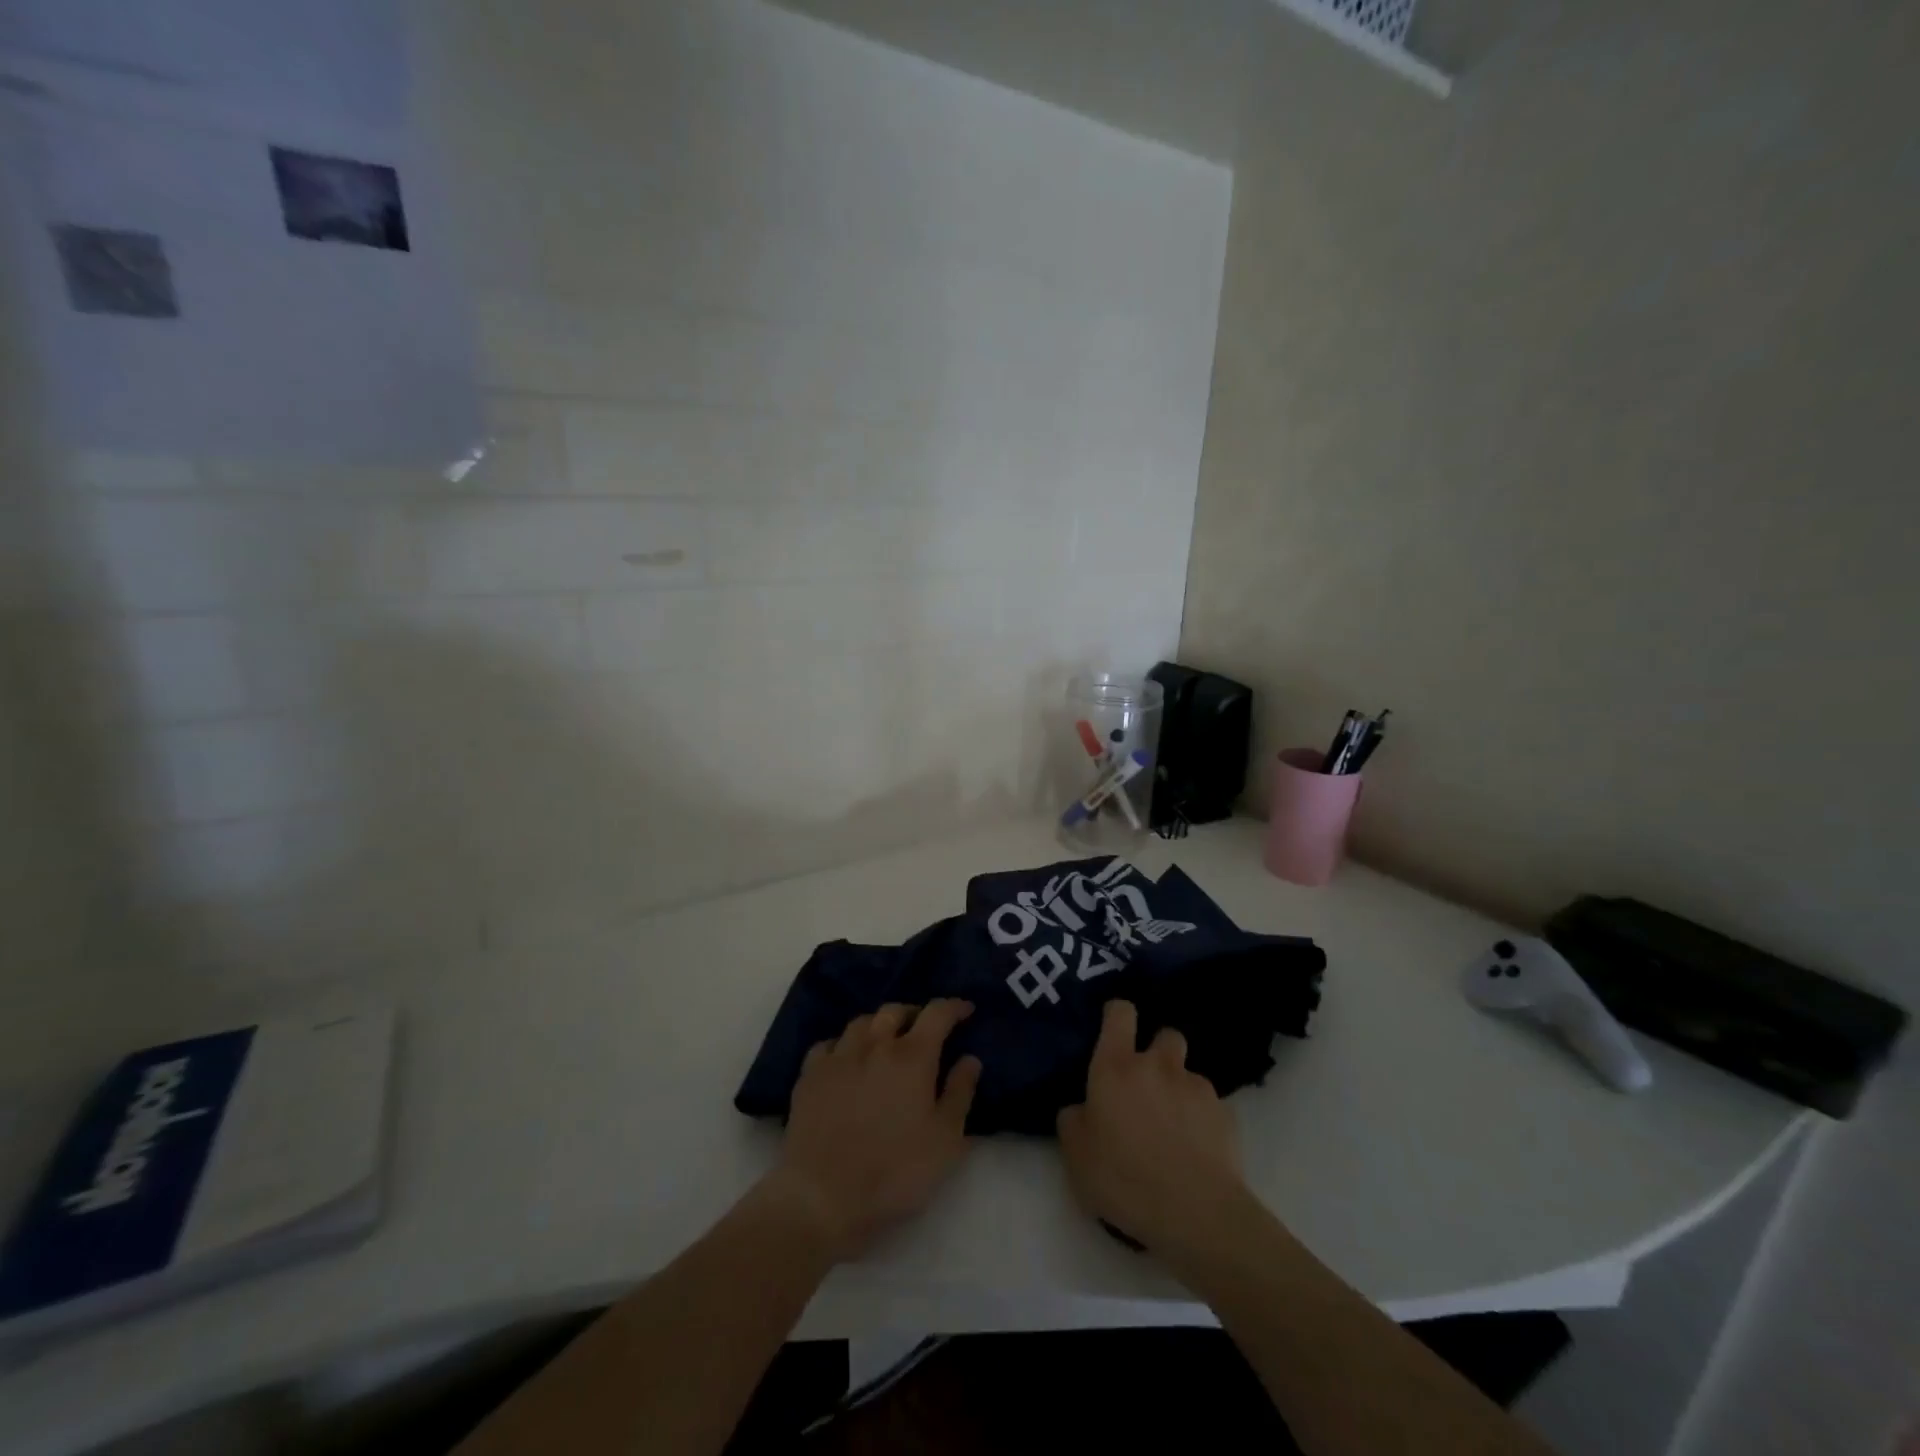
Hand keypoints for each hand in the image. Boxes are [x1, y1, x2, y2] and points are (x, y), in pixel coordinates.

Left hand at [763, 999, 981, 1262]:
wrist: (822, 1197)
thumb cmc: (894, 1172)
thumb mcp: (945, 1141)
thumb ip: (960, 1094)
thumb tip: (970, 1058)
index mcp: (912, 1057)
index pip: (937, 1014)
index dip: (954, 1007)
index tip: (965, 1010)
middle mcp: (874, 1045)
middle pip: (895, 1011)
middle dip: (914, 1013)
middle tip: (924, 1029)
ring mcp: (838, 1057)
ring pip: (861, 1022)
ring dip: (878, 1025)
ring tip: (885, 1042)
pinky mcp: (809, 1076)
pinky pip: (829, 1044)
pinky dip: (843, 1045)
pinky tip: (846, 1060)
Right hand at [1058, 1000, 1251, 1258]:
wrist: (1196, 1214)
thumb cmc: (1124, 1179)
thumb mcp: (1076, 1155)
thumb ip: (1074, 1120)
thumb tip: (1081, 1108)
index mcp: (1116, 1067)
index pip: (1121, 1012)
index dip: (1118, 1015)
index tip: (1114, 1028)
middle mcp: (1158, 1065)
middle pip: (1165, 1034)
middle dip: (1159, 1052)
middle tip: (1148, 1085)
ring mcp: (1196, 1087)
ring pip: (1188, 1073)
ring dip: (1180, 1090)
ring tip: (1175, 1128)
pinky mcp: (1226, 1114)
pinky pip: (1210, 1106)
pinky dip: (1203, 1120)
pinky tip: (1197, 1151)